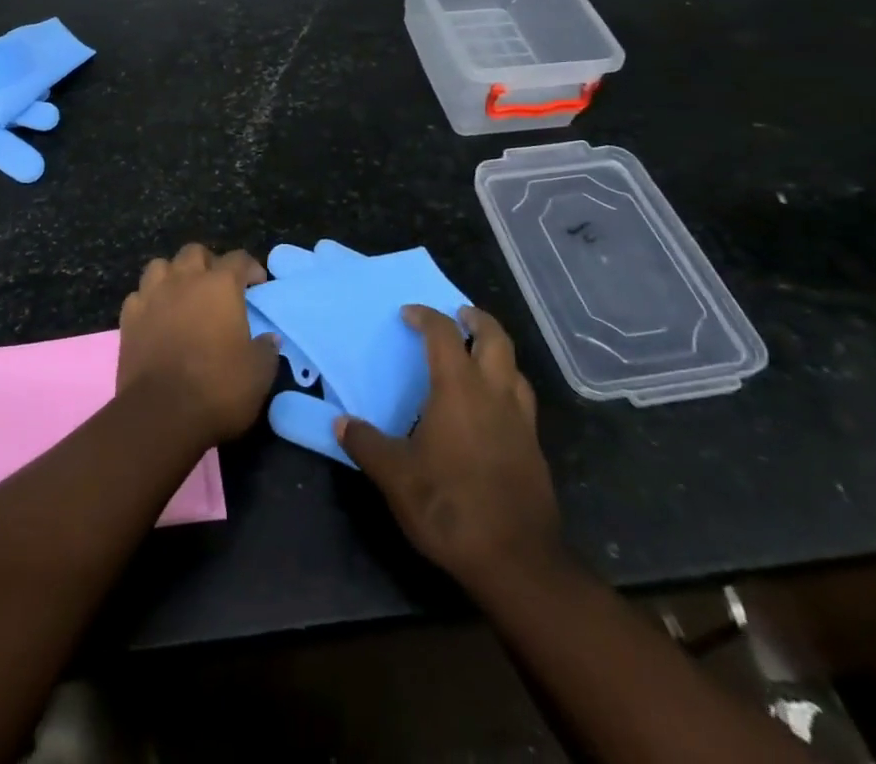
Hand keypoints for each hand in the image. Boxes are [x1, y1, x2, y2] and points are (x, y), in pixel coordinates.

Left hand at [117, 244, 279, 447]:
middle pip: (194, 252)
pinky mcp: (128, 318)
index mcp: (220, 285)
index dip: (250, 268)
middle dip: (208, 263)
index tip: (257, 284)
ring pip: (160, 266)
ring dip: (173, 275)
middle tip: (217, 286)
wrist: (161, 413)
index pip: (238, 259)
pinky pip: (139, 295)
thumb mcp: (258, 374)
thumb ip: (266, 349)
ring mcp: (152, 296)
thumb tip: (269, 339)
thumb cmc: (217, 388)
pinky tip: (156, 317)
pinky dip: (149, 300)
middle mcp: (184, 280)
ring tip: (182, 295)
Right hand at [336, 306, 567, 593]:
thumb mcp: (395, 476)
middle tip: (458, 315)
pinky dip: (507, 385)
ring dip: (497, 351)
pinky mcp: (534, 448)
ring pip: (515, 366)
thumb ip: (365, 444)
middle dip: (476, 319)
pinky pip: (522, 399)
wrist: (517, 562)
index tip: (409, 314)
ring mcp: (520, 420)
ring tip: (478, 355)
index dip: (426, 316)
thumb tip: (341, 422)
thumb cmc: (450, 507)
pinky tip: (493, 407)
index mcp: (459, 389)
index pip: (444, 334)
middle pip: (494, 338)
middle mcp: (494, 393)